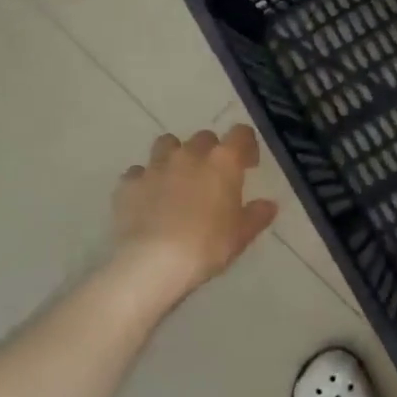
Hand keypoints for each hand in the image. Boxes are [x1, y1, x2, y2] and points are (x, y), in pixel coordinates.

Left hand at [113, 125, 278, 294]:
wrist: (153, 262)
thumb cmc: (207, 246)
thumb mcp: (241, 235)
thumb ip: (257, 215)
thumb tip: (268, 205)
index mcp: (223, 162)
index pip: (240, 134)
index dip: (246, 146)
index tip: (248, 165)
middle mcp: (189, 155)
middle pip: (204, 138)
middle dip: (210, 152)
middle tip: (212, 178)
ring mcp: (155, 166)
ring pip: (167, 145)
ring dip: (175, 156)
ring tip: (177, 180)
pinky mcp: (129, 184)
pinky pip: (139, 172)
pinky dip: (146, 181)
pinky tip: (149, 201)